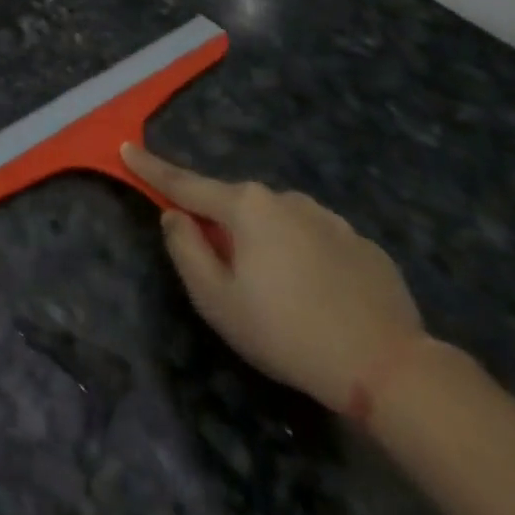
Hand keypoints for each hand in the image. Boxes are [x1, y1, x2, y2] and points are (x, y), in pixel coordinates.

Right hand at [122, 144, 422, 412]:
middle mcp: (284, 198)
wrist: (388, 367)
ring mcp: (328, 217)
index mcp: (245, 206)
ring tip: (281, 298)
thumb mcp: (218, 301)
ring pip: (277, 223)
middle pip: (235, 206)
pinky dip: (304, 260)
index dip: (152, 168)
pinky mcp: (360, 243)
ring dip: (265, 245)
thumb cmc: (287, 332)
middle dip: (222, 227)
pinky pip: (314, 241)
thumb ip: (185, 250)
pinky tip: (319, 300)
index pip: (185, 183)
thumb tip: (175, 216)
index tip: (126, 147)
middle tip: (228, 277)